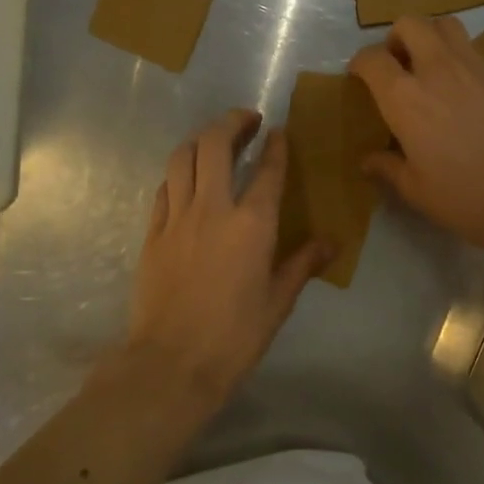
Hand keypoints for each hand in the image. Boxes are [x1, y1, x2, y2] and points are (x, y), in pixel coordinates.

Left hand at [127, 109, 329, 405]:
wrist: (171, 363)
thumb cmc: (234, 337)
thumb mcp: (278, 303)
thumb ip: (302, 264)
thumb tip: (330, 242)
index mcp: (252, 224)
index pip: (268, 170)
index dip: (276, 145)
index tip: (279, 131)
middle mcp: (213, 208)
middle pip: (214, 144)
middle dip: (231, 122)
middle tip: (246, 120)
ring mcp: (177, 218)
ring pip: (182, 157)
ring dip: (200, 139)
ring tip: (214, 140)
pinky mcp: (152, 233)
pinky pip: (164, 188)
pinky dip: (178, 173)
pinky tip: (186, 179)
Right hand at [349, 15, 483, 258]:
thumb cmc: (466, 197)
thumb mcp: (416, 191)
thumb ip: (388, 168)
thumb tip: (368, 160)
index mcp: (405, 98)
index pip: (372, 59)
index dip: (360, 63)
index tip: (359, 76)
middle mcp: (437, 70)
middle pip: (410, 24)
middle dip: (395, 38)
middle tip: (397, 65)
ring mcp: (474, 67)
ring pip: (445, 25)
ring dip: (429, 37)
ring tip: (429, 68)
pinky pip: (473, 49)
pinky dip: (458, 57)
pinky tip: (462, 90)